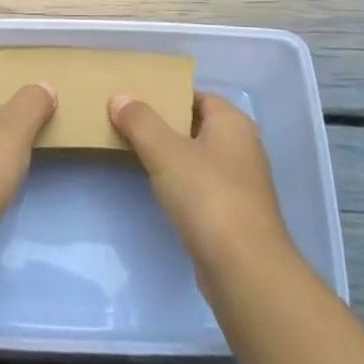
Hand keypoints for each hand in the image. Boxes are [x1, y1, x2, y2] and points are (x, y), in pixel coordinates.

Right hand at [110, 92, 293, 268]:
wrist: (243, 267)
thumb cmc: (207, 196)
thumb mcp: (165, 152)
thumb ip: (140, 122)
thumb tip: (120, 98)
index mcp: (233, 123)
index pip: (197, 96)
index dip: (168, 96)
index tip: (136, 101)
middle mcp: (243, 147)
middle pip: (198, 126)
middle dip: (166, 125)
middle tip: (129, 125)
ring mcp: (242, 182)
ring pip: (200, 157)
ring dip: (173, 156)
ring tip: (136, 153)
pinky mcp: (235, 213)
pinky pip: (203, 185)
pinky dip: (182, 183)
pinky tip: (159, 189)